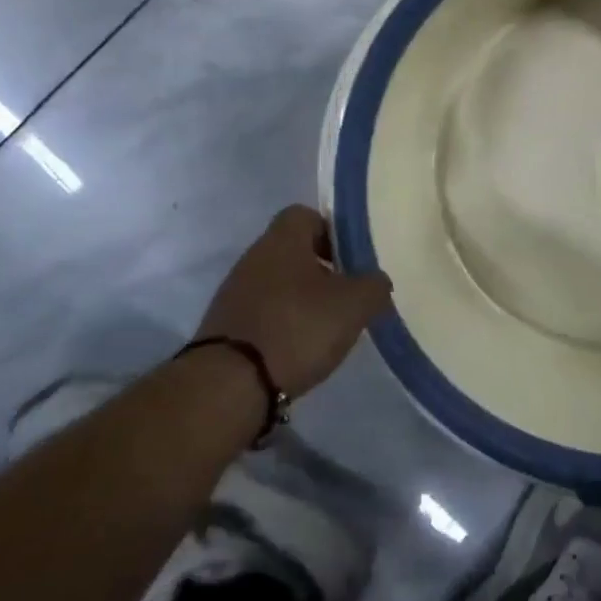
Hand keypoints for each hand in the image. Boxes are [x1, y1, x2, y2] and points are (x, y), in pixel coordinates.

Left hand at [196, 207, 393, 398]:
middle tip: (346, 296)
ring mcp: (234, 293)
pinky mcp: (224, 327)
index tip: (351, 260)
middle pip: (292, 252)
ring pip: (277, 284)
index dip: (332, 232)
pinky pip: (262, 314)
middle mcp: (253, 258)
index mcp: (282, 240)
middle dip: (321, 271)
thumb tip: (376, 282)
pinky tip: (298, 350)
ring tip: (325, 328)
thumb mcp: (354, 305)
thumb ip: (374, 286)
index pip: (306, 215)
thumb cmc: (297, 328)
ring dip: (301, 300)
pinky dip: (282, 325)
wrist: (229, 385)